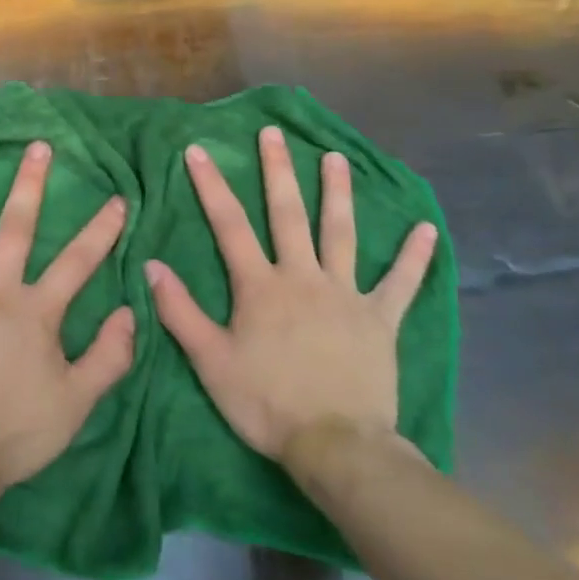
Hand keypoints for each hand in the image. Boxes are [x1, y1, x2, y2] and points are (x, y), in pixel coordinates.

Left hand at [0, 142, 133, 498]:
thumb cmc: (13, 432)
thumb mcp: (76, 404)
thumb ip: (109, 357)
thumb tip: (133, 313)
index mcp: (35, 311)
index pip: (78, 262)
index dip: (101, 230)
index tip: (117, 198)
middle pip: (15, 228)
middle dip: (30, 184)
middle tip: (37, 146)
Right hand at [146, 126, 437, 463]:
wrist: (336, 446)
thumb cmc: (266, 403)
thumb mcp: (210, 361)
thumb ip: (179, 311)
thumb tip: (152, 266)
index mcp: (260, 286)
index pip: (229, 225)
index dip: (211, 186)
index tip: (198, 151)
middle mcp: (302, 277)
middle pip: (288, 214)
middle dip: (278, 171)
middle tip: (274, 134)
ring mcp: (345, 295)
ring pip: (341, 234)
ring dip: (338, 194)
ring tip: (337, 158)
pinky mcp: (379, 319)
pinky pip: (400, 283)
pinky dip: (414, 257)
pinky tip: (427, 230)